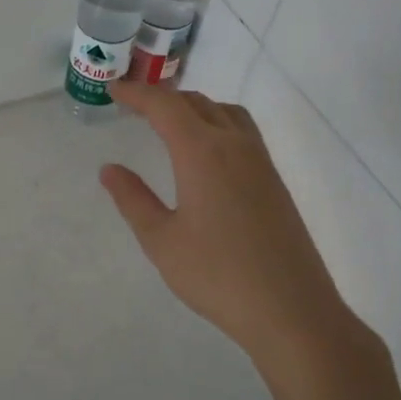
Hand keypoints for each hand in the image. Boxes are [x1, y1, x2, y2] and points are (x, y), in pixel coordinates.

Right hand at [100, 82, 391, 390]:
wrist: (291, 309)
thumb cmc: (217, 276)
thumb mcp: (162, 241)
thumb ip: (133, 200)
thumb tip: (109, 169)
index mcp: (202, 153)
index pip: (165, 106)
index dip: (137, 93)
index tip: (113, 90)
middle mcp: (234, 146)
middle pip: (197, 102)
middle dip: (162, 97)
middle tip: (133, 105)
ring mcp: (260, 162)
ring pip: (225, 112)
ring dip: (194, 107)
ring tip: (169, 122)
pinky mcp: (274, 181)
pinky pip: (242, 132)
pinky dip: (216, 123)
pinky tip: (206, 152)